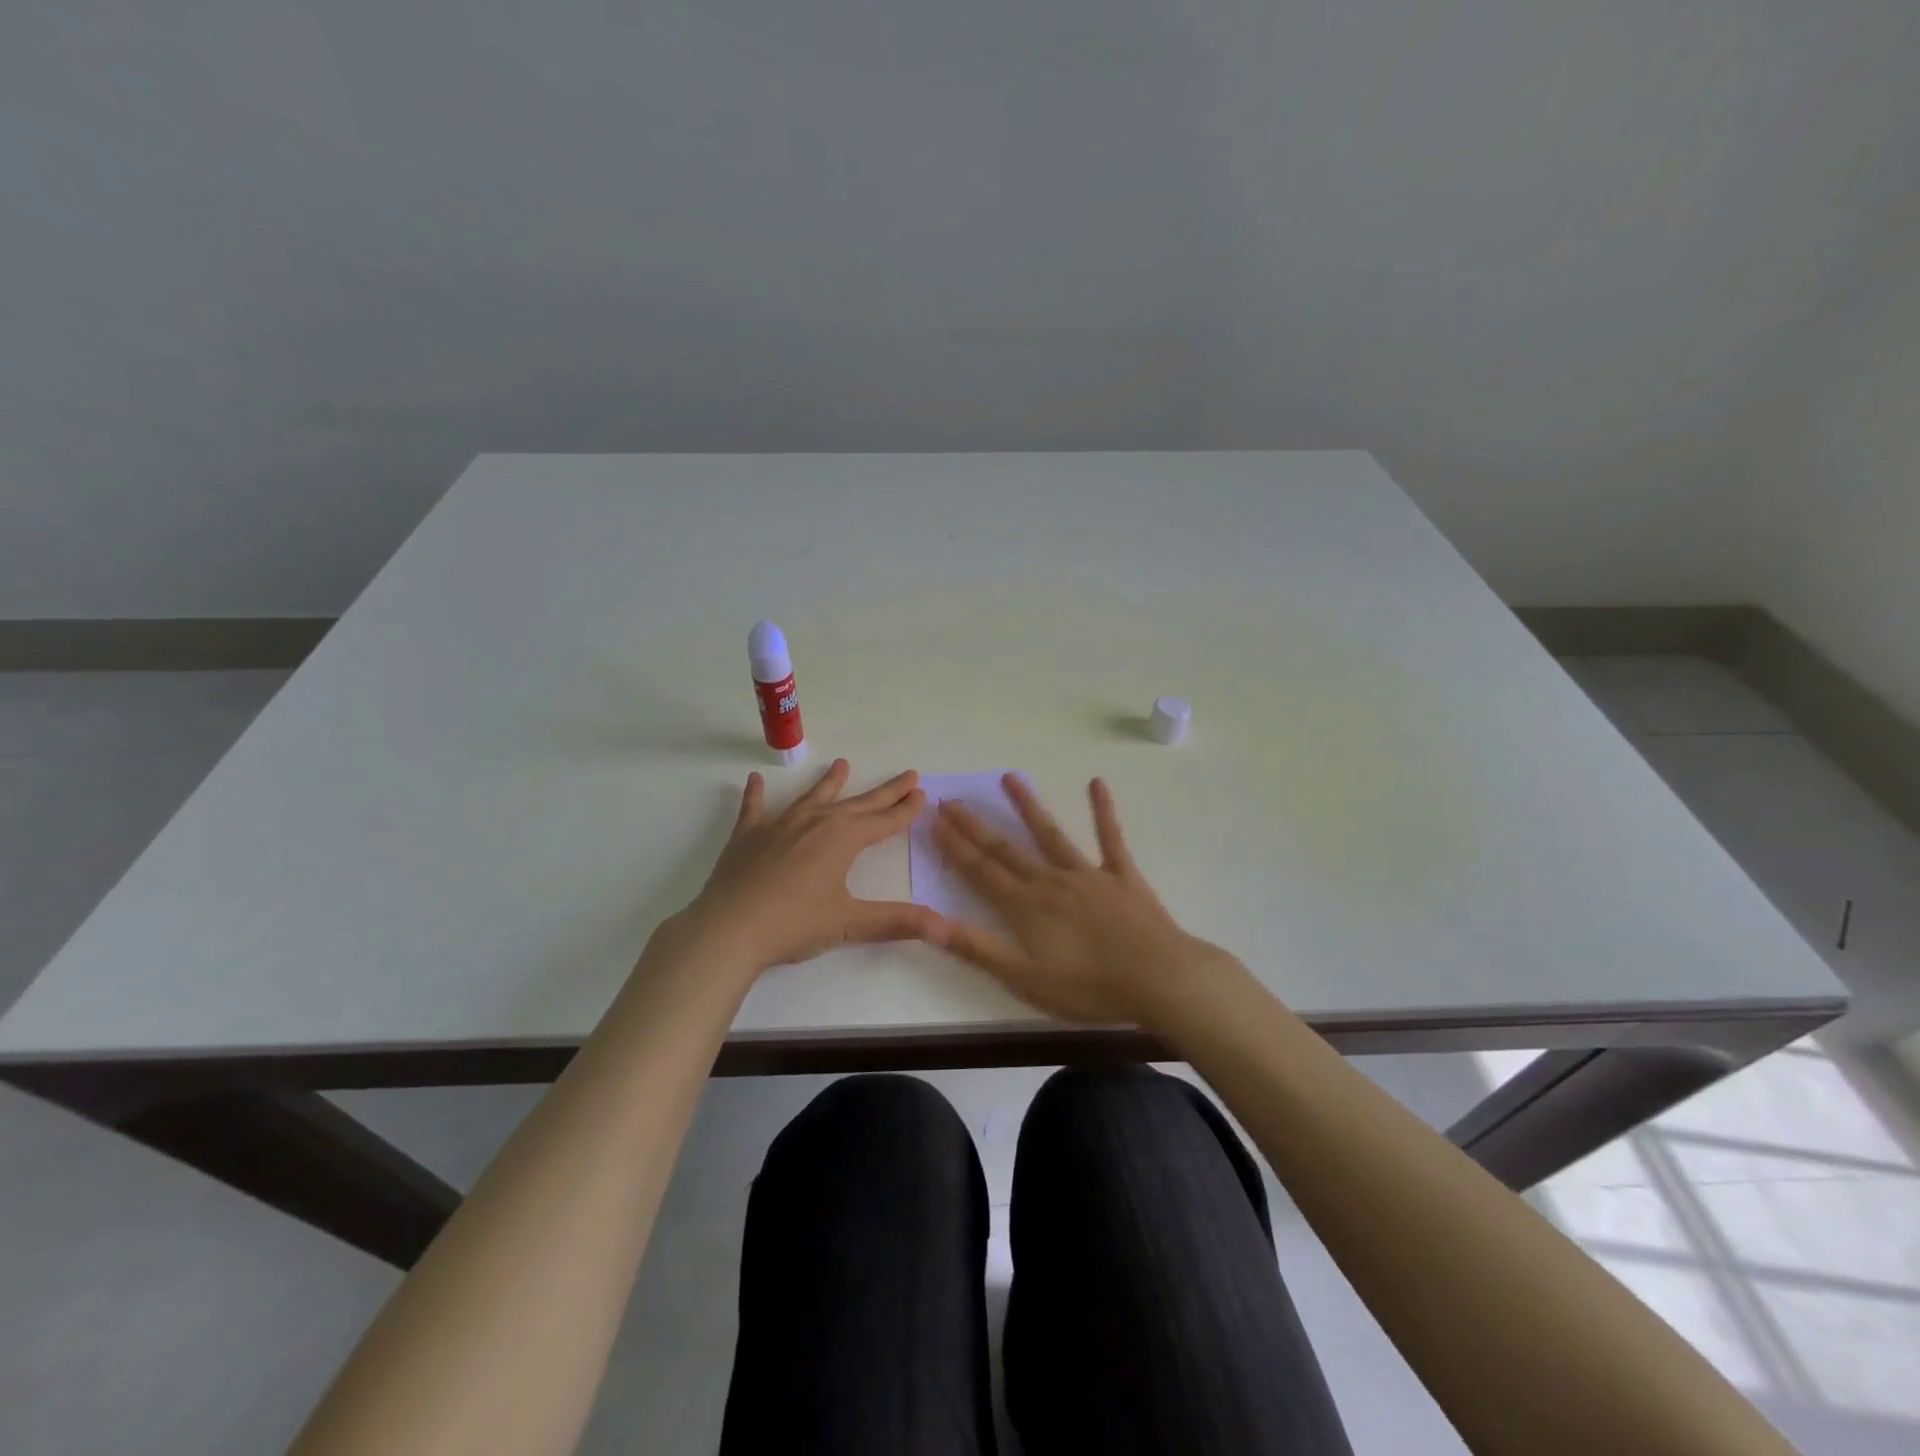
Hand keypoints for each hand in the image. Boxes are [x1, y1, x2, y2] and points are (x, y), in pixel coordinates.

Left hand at [668, 759, 944, 977]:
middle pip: (858, 804)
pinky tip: (755, 780)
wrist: (727, 930)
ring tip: (842, 765)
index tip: (922, 794)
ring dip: (830, 783)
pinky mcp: (748, 836)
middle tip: (908, 775)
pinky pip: (754, 809)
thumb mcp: (848, 924)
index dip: (905, 810)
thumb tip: (944, 927)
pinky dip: (756, 794)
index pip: (884, 821)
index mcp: (843, 839)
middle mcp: (815, 823)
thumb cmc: (793, 924)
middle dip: (885, 792)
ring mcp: (779, 826)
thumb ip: (896, 921)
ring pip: (812, 798)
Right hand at [931, 775, 1238, 1027]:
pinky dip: (1103, 811)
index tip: (934, 821)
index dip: (955, 847)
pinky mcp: (1122, 876)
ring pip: (1051, 834)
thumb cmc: (1089, 986)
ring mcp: (1089, 874)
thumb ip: (976, 947)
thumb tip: (929, 922)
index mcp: (1026, 907)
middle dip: (976, 826)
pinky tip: (1097, 783)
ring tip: (1009, 778)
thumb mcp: (1023, 977)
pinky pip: (1111, 838)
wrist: (1159, 978)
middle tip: (952, 800)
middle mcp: (1051, 881)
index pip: (981, 871)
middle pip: (1006, 849)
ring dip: (1028, 806)